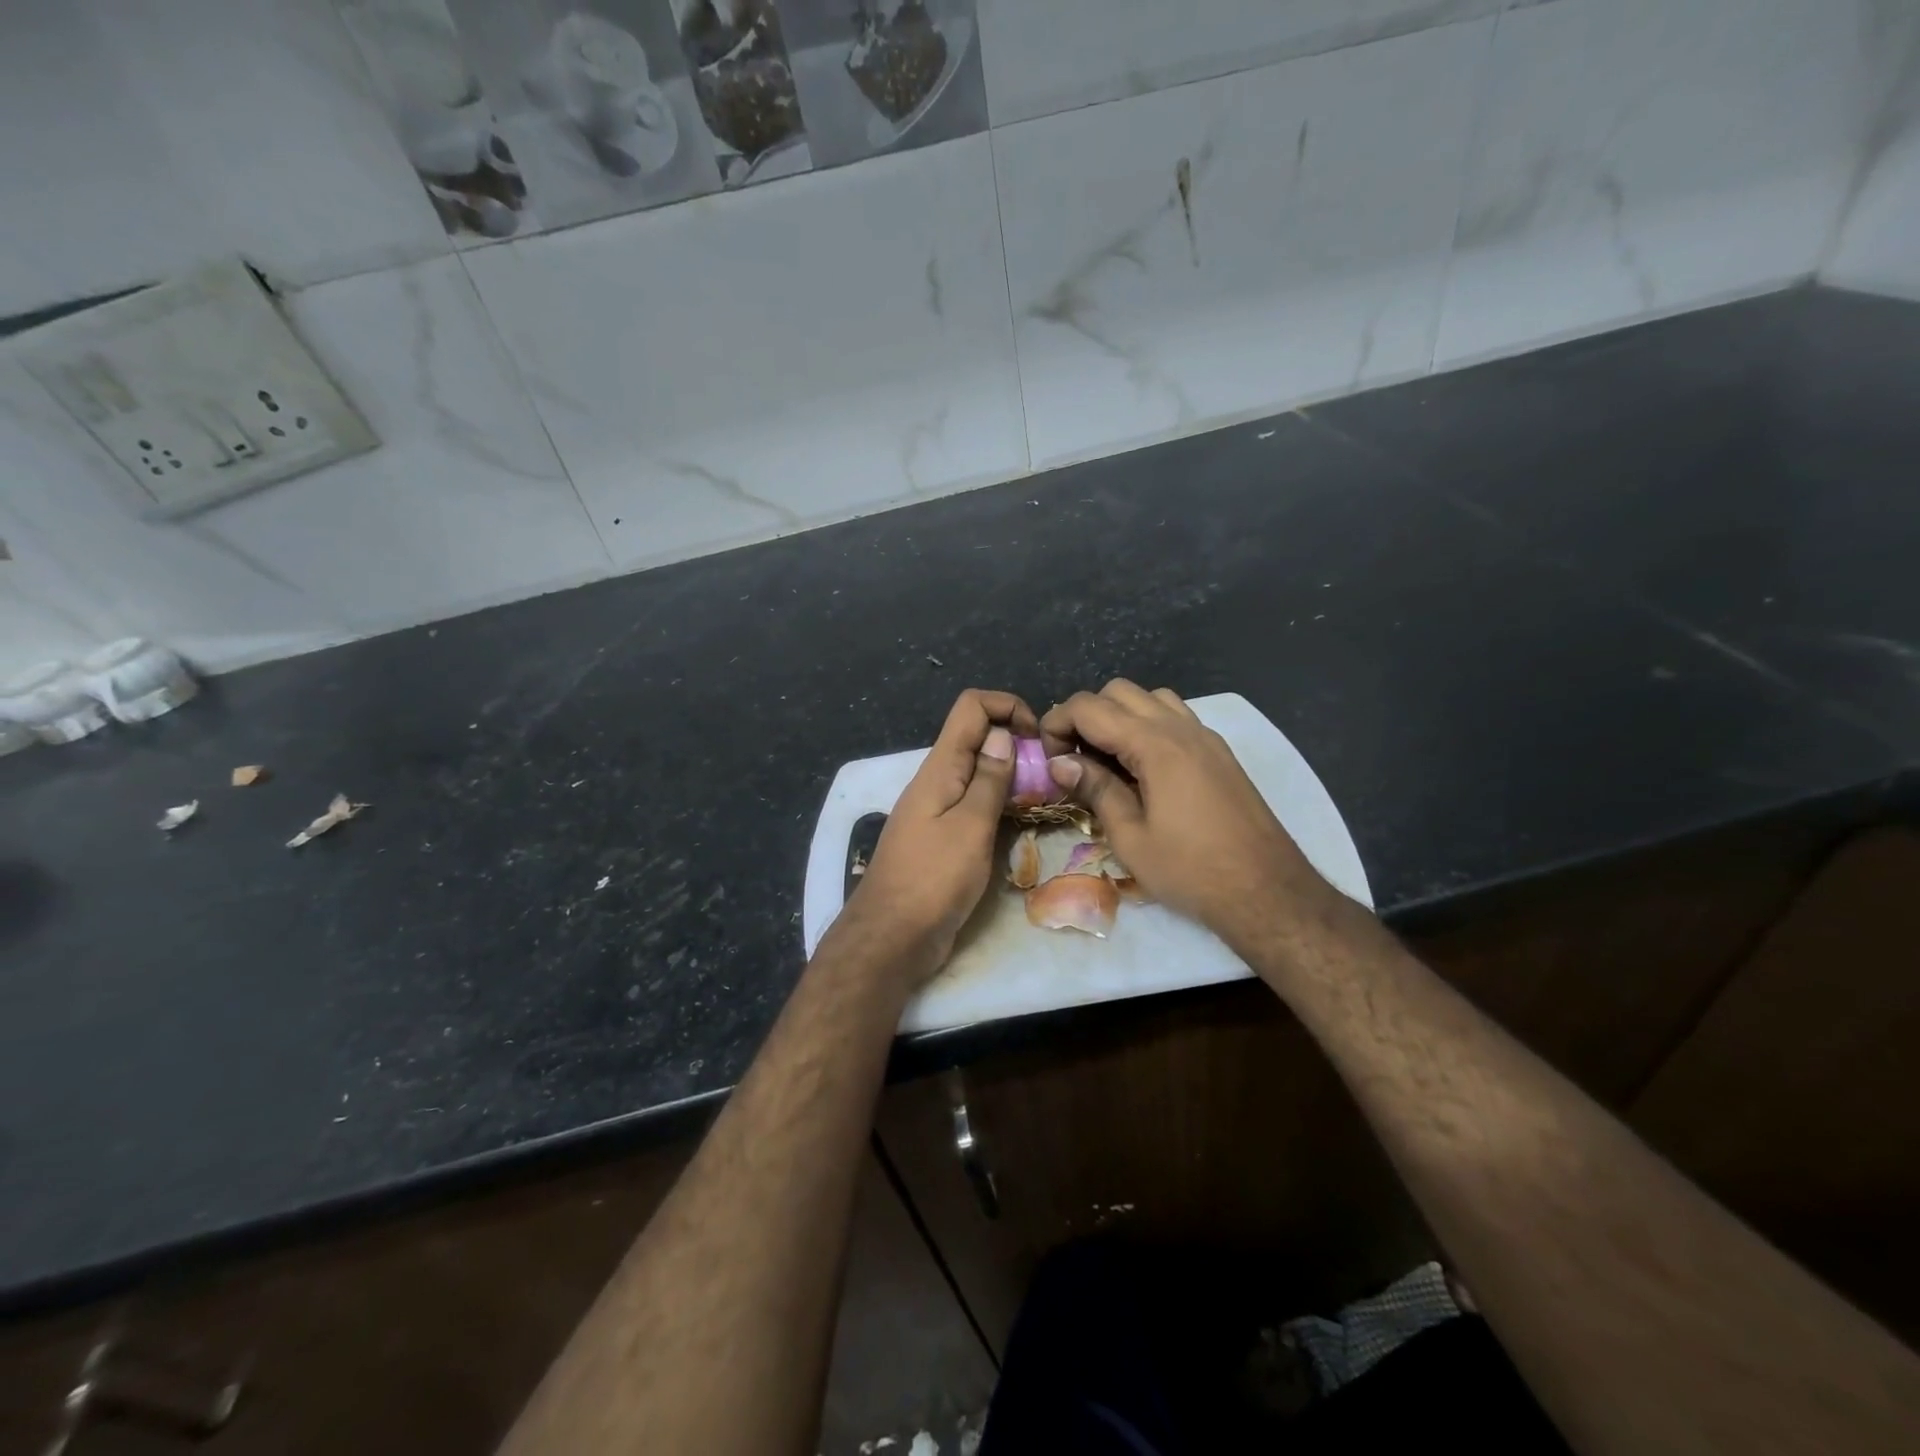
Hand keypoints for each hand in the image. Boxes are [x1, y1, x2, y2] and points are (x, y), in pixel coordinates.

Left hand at [840, 689, 1038, 979]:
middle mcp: (937, 780)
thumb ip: (989, 780)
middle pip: (977, 737)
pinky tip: (1021, 825)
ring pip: (978, 773)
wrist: (893, 937)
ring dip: (1011, 776)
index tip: (1038, 738)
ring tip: (1044, 798)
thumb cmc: (933, 879)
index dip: (1008, 707)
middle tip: (1049, 773)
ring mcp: (938, 809)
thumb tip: (1003, 734)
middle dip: (1016, 743)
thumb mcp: (970, 826)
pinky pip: (974, 805)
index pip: (971, 707)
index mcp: (940, 767)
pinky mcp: (942, 837)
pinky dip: (999, 805)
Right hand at [1040, 680, 1337, 953]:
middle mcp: (1180, 727)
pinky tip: (1143, 768)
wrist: (1267, 890)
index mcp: (1155, 745)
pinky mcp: (1219, 752)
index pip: (1089, 708)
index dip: (1057, 724)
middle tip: (1074, 759)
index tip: (1048, 760)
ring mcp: (1204, 736)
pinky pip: (1175, 716)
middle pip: (1118, 692)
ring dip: (1119, 717)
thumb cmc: (1191, 870)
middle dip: (1086, 716)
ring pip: (1150, 698)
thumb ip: (1095, 789)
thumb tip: (1059, 762)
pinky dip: (1148, 725)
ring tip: (1108, 760)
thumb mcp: (1130, 837)